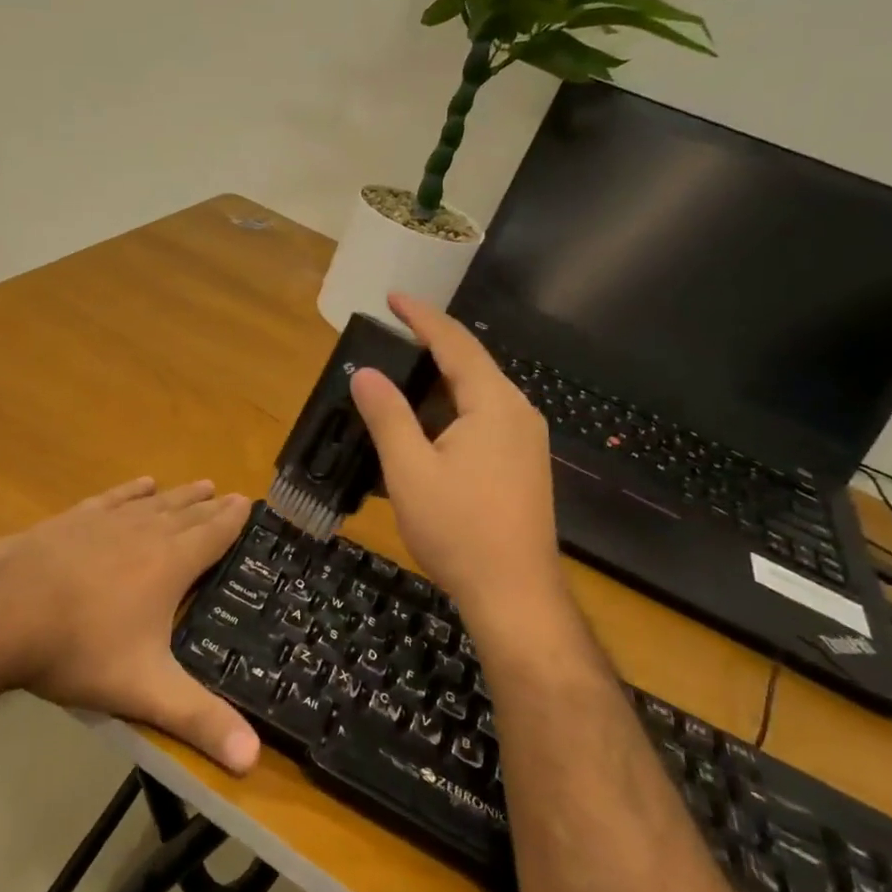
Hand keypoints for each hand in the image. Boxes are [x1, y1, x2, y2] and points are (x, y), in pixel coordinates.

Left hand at [0, 478, 261, 773]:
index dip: (233, 520)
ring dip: (178, 495)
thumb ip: (199, 721)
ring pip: (153, 502)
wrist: (0, 615)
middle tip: (230, 494)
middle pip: (186, 514)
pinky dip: (131, 490)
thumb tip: (252, 759)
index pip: (212, 536)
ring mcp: (104, 522)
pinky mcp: (71, 520)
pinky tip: (140, 485)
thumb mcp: (145, 690)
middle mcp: (143, 532)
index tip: (248, 503)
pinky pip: (112, 498)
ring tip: (198, 485)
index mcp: (169, 564)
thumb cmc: (79, 648)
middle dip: (210, 506)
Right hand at [349, 294, 571, 656]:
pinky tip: (428, 425)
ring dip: (441, 380)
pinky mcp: (522, 465)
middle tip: (391, 334)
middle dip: (431, 345)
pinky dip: (452, 408)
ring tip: (402, 375)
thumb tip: (365, 373)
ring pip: (478, 394)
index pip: (455, 344)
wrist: (514, 594)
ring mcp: (525, 441)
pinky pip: (484, 418)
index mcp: (494, 404)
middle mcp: (517, 413)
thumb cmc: (459, 529)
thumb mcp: (410, 470)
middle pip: (472, 364)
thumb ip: (387, 416)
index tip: (392, 297)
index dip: (422, 317)